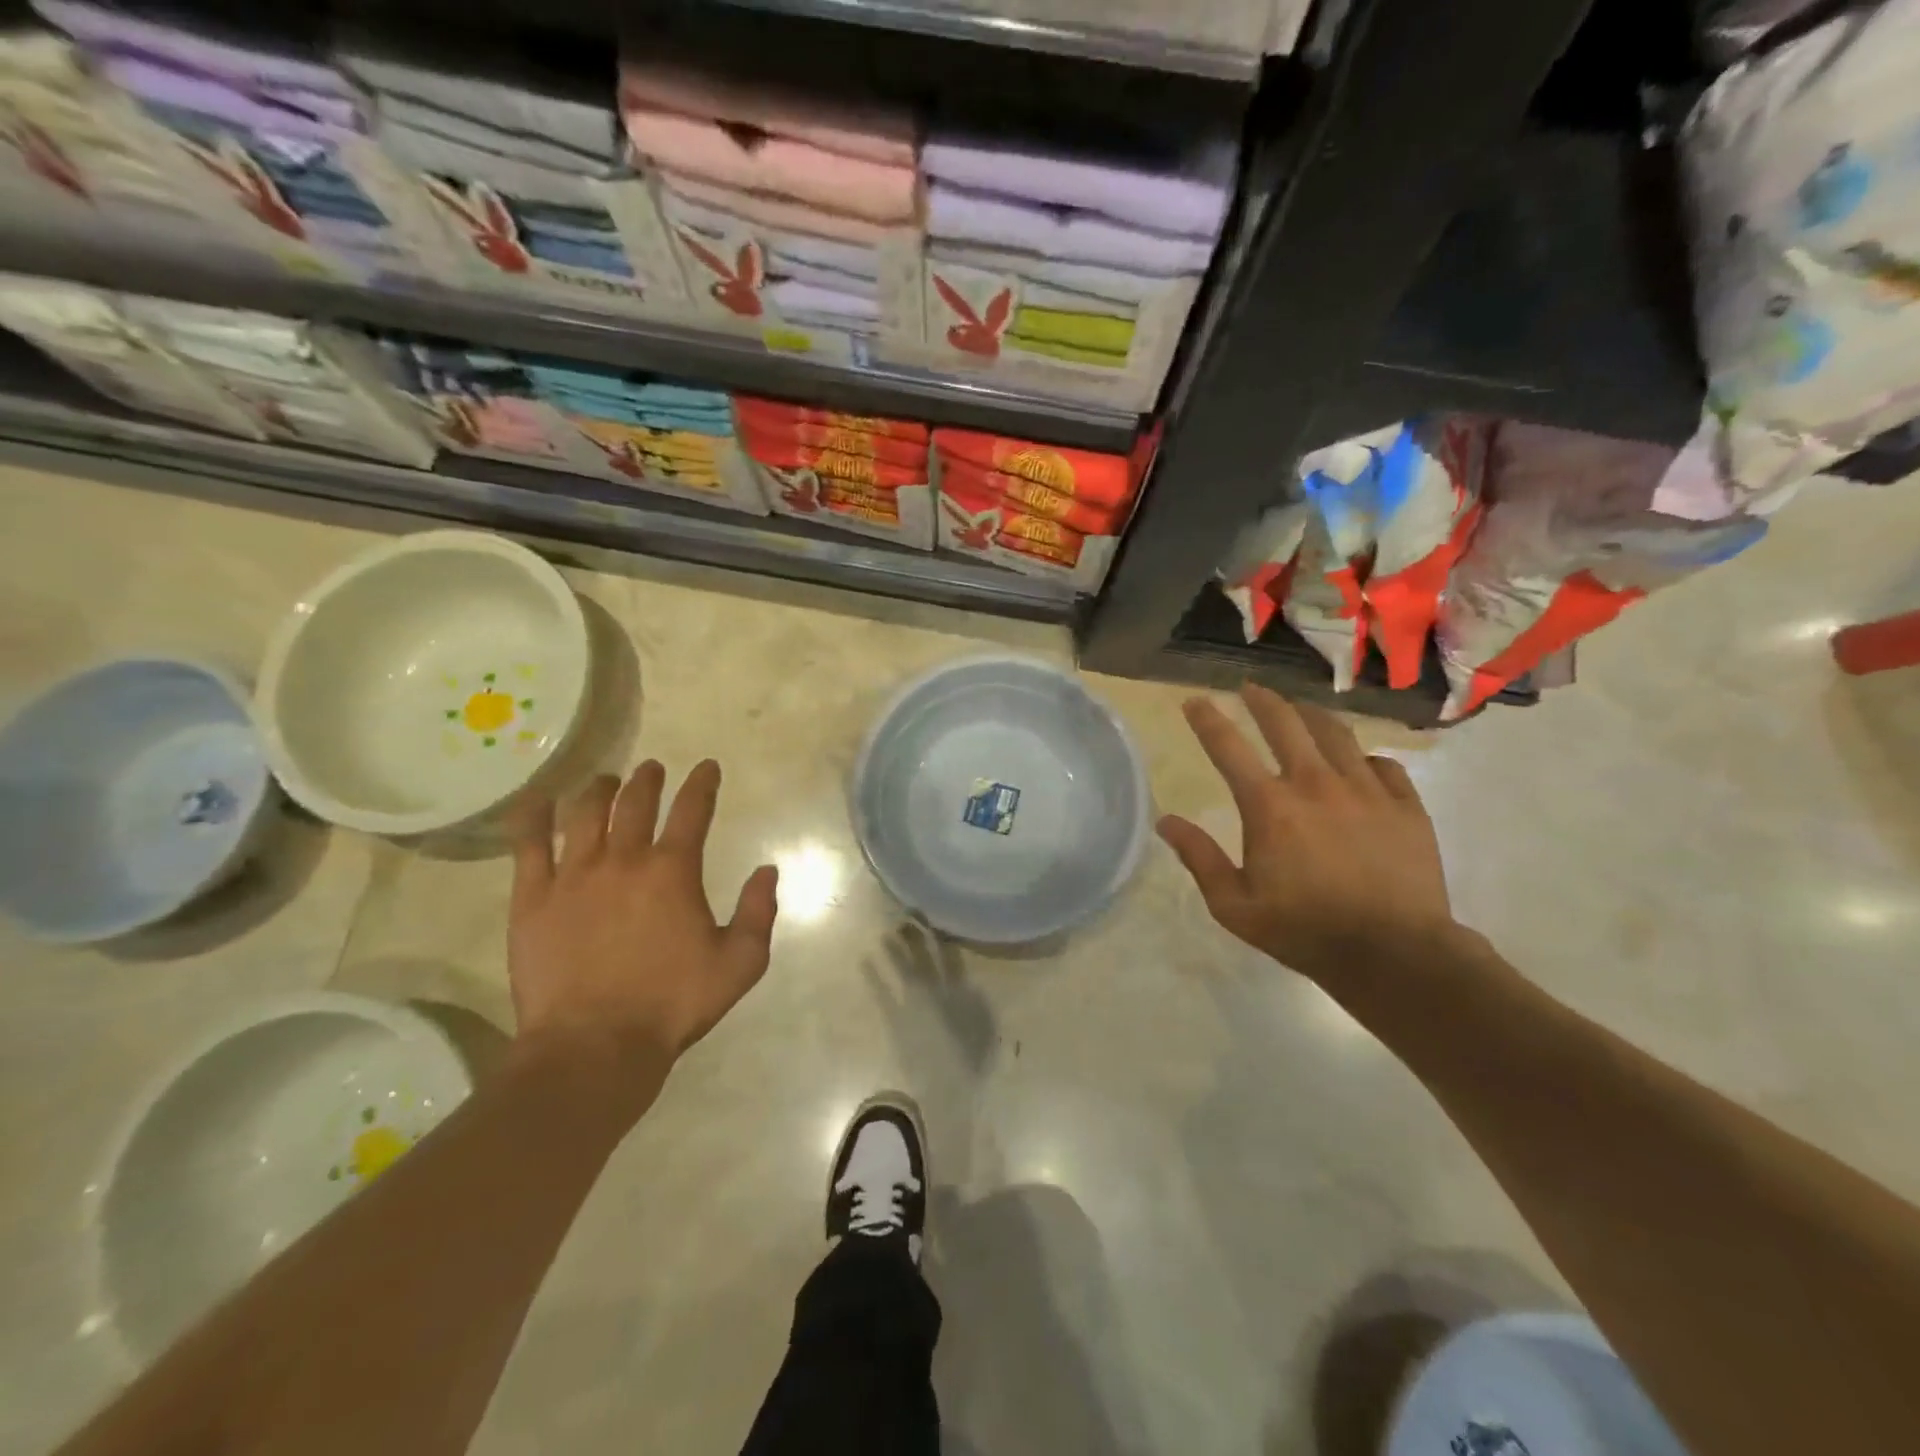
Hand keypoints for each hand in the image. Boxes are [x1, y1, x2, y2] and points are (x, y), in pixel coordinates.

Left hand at [507, 760, 777, 1081]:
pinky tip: (535, 803)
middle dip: (648, 780)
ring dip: (599, 791)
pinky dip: (532, 818)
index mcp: (673, 871)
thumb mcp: (740, 963)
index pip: (692, 810)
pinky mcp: (533, 899)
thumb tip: (767, 870)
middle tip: (652, 769)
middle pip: (636, 803)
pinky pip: (528, 845)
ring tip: (605, 780)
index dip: (702, 783)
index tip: (707, 767)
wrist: (595, 1045)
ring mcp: (573, 876)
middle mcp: (624, 860)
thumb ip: (758, 913)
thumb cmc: (672, 1004)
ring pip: (584, 815)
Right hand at [1158, 685, 1454, 986]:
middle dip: (1262, 700)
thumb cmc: (1304, 931)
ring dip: (1311, 716)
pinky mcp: (1406, 805)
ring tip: (1301, 710)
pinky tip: (1359, 764)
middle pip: (1285, 723)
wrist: (1395, 954)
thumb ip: (1200, 858)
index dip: (1207, 720)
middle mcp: (1316, 783)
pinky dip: (1363, 758)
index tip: (1194, 701)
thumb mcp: (1234, 905)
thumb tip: (1166, 822)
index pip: (1228, 748)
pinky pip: (1383, 764)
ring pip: (1336, 733)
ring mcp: (1366, 790)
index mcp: (1269, 806)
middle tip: (1250, 688)